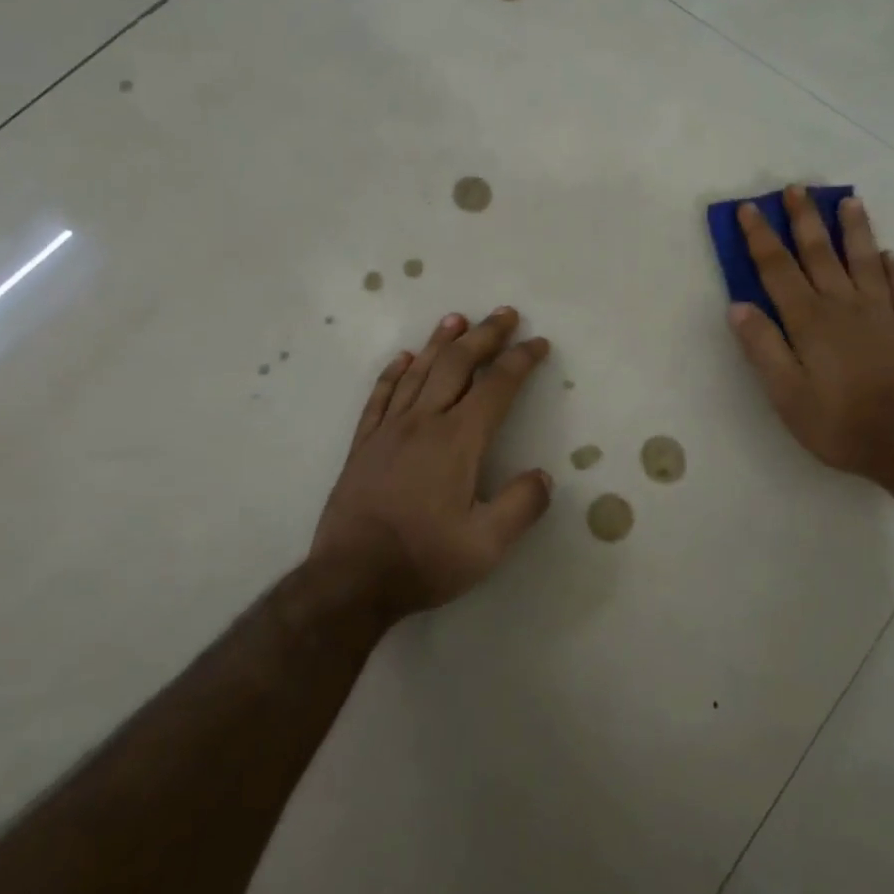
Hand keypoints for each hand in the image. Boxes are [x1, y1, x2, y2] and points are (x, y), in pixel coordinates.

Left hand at [313, 307, 553, 615]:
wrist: (351, 579)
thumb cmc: (424, 560)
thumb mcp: (487, 546)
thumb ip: (521, 506)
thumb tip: (542, 476)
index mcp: (458, 441)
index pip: (496, 387)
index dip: (521, 361)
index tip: (539, 344)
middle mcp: (423, 423)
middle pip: (457, 365)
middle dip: (485, 336)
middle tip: (504, 314)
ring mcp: (388, 430)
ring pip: (418, 372)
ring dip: (441, 342)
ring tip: (457, 319)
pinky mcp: (364, 445)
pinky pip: (380, 396)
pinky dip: (394, 372)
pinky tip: (403, 358)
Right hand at [727, 186, 893, 480]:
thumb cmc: (839, 422)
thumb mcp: (786, 393)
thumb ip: (763, 347)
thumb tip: (738, 306)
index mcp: (809, 320)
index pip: (778, 269)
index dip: (761, 238)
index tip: (749, 209)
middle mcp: (843, 305)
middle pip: (820, 253)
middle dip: (804, 219)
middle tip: (796, 188)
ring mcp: (880, 313)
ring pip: (863, 259)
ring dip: (853, 229)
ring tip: (848, 200)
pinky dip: (891, 267)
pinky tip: (888, 255)